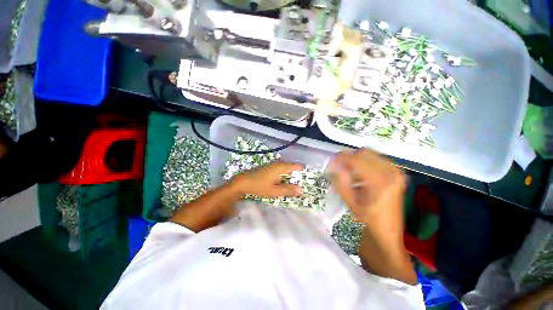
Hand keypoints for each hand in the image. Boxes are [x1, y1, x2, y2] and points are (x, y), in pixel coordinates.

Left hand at [231, 162, 303, 197]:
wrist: (242, 182)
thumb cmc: (259, 186)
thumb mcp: (274, 191)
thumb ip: (288, 190)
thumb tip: (301, 190)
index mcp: (280, 167)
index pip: (295, 166)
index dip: (302, 170)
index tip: (308, 177)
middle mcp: (277, 164)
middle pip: (291, 167)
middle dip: (297, 174)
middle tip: (303, 182)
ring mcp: (272, 165)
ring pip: (285, 168)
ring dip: (290, 175)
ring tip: (295, 182)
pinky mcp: (268, 168)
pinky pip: (280, 170)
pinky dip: (284, 175)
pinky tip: (283, 181)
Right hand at [329, 149, 405, 231]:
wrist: (388, 229)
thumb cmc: (368, 218)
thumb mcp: (350, 202)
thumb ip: (341, 182)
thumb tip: (335, 166)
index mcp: (380, 180)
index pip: (356, 159)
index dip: (341, 158)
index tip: (331, 163)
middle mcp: (391, 171)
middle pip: (364, 152)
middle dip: (348, 157)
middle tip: (339, 166)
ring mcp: (396, 171)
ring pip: (370, 154)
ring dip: (357, 159)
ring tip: (349, 171)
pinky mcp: (396, 172)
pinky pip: (376, 159)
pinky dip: (365, 162)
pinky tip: (360, 174)